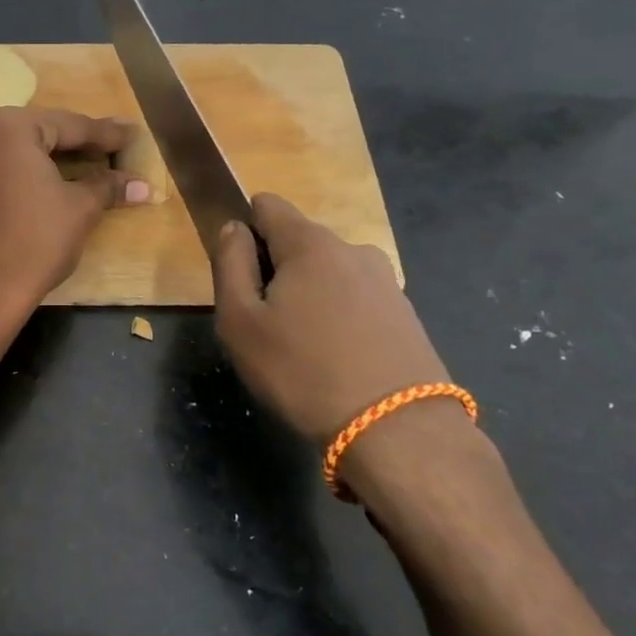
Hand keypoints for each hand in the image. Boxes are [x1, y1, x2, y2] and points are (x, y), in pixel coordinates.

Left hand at [0, 107, 148, 312]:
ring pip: (27, 148)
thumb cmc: (38, 239)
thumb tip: (144, 185)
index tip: (134, 133)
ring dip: (60, 156)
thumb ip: (109, 186)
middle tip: (118, 143)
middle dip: (83, 141)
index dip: (106, 134)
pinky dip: (37, 169)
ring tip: (97, 159)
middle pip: (46, 131)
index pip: (71, 125)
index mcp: (13, 127)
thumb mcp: (81, 207)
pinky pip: (10, 165)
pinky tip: (62, 177)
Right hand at [212, 193, 448, 443]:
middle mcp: (353, 250)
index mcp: (310, 244)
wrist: (397, 430)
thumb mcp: (240, 321)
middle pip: (298, 242)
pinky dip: (338, 317)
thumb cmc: (302, 371)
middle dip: (276, 270)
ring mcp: (386, 282)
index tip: (238, 274)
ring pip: (328, 273)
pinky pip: (356, 300)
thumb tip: (234, 228)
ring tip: (301, 348)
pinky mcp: (406, 314)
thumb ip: (229, 264)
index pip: (268, 205)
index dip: (245, 229)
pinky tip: (336, 359)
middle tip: (264, 324)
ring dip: (308, 295)